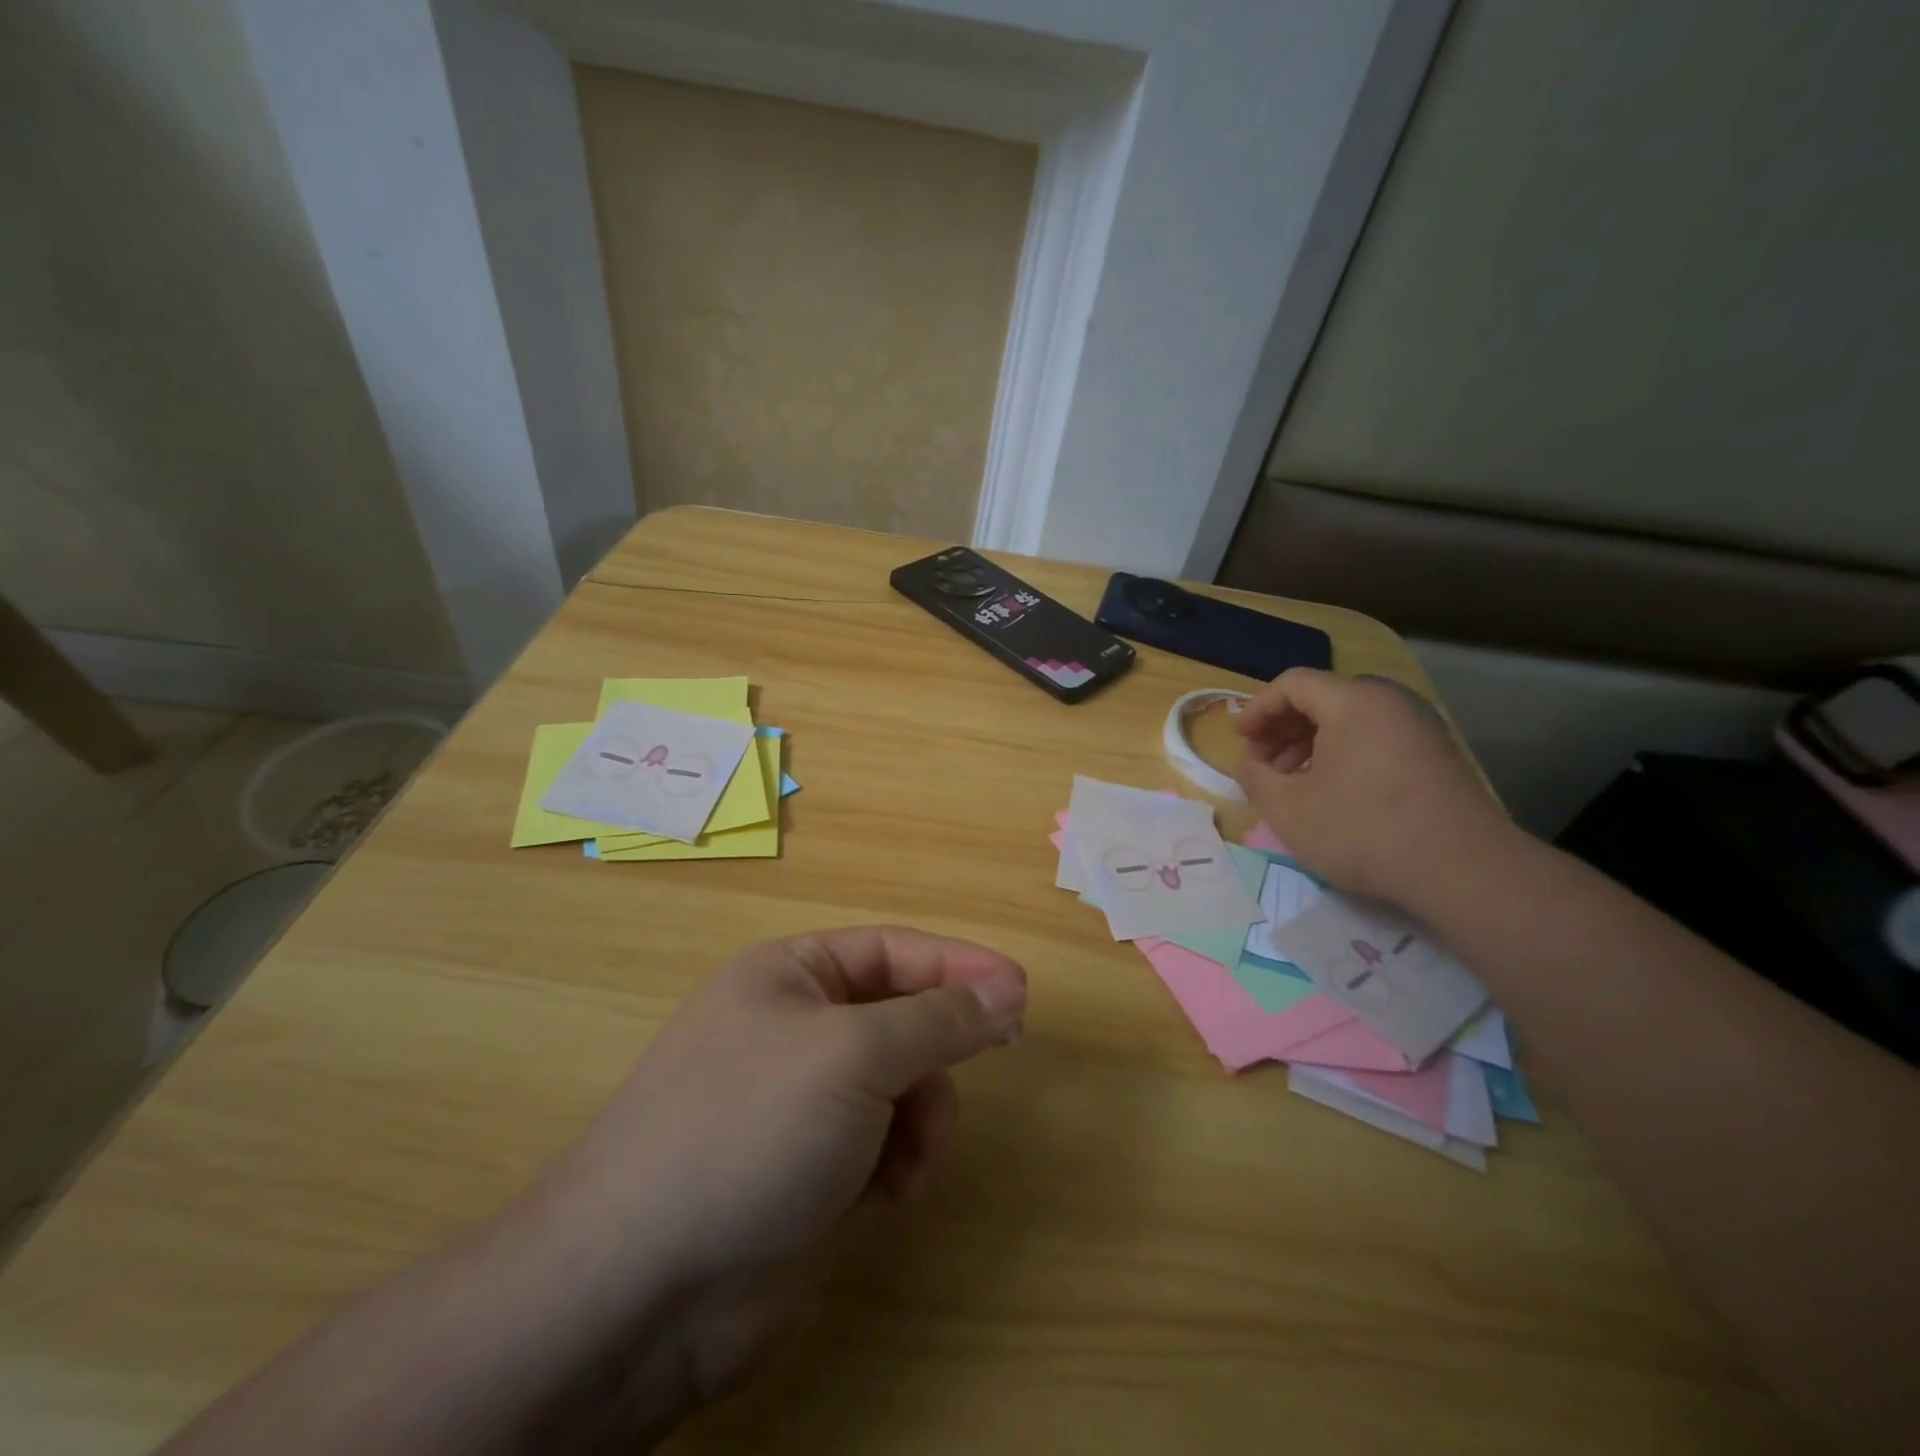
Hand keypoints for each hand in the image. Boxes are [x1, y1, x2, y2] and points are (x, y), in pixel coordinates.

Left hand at [523, 926, 1026, 1446]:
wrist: (642, 1288)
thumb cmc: (750, 1128)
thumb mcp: (853, 1054)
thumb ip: (938, 1020)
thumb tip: (1003, 991)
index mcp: (791, 976)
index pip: (894, 951)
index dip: (960, 964)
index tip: (1022, 988)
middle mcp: (799, 1029)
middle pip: (904, 1018)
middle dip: (943, 1047)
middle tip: (1001, 1052)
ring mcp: (806, 1103)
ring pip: (905, 1086)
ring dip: (925, 1115)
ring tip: (911, 1158)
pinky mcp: (814, 1170)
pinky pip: (888, 1145)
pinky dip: (902, 1164)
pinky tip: (889, 1196)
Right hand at [1233, 668, 1506, 902]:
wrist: (1463, 869)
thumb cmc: (1362, 830)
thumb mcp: (1286, 808)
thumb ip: (1253, 777)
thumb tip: (1251, 764)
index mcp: (1353, 701)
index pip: (1292, 683)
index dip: (1257, 709)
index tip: (1239, 740)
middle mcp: (1390, 702)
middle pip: (1322, 698)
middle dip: (1282, 728)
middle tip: (1261, 763)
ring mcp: (1419, 728)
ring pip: (1350, 720)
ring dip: (1310, 744)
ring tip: (1291, 783)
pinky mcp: (1435, 756)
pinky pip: (1375, 739)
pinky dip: (1342, 755)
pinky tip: (1331, 793)